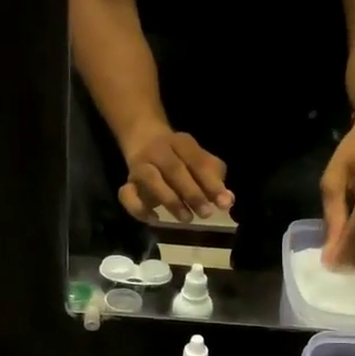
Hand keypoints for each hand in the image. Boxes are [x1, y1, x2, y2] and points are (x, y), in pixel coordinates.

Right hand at [118, 128, 233, 223]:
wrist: (143, 136)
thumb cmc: (180, 156)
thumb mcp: (199, 161)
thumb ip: (215, 180)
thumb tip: (227, 201)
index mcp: (182, 143)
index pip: (198, 161)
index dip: (212, 183)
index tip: (224, 203)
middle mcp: (159, 151)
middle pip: (174, 170)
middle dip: (192, 193)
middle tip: (206, 214)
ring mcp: (141, 166)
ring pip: (151, 180)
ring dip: (170, 201)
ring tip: (186, 219)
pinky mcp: (128, 182)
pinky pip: (126, 195)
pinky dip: (138, 208)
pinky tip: (154, 218)